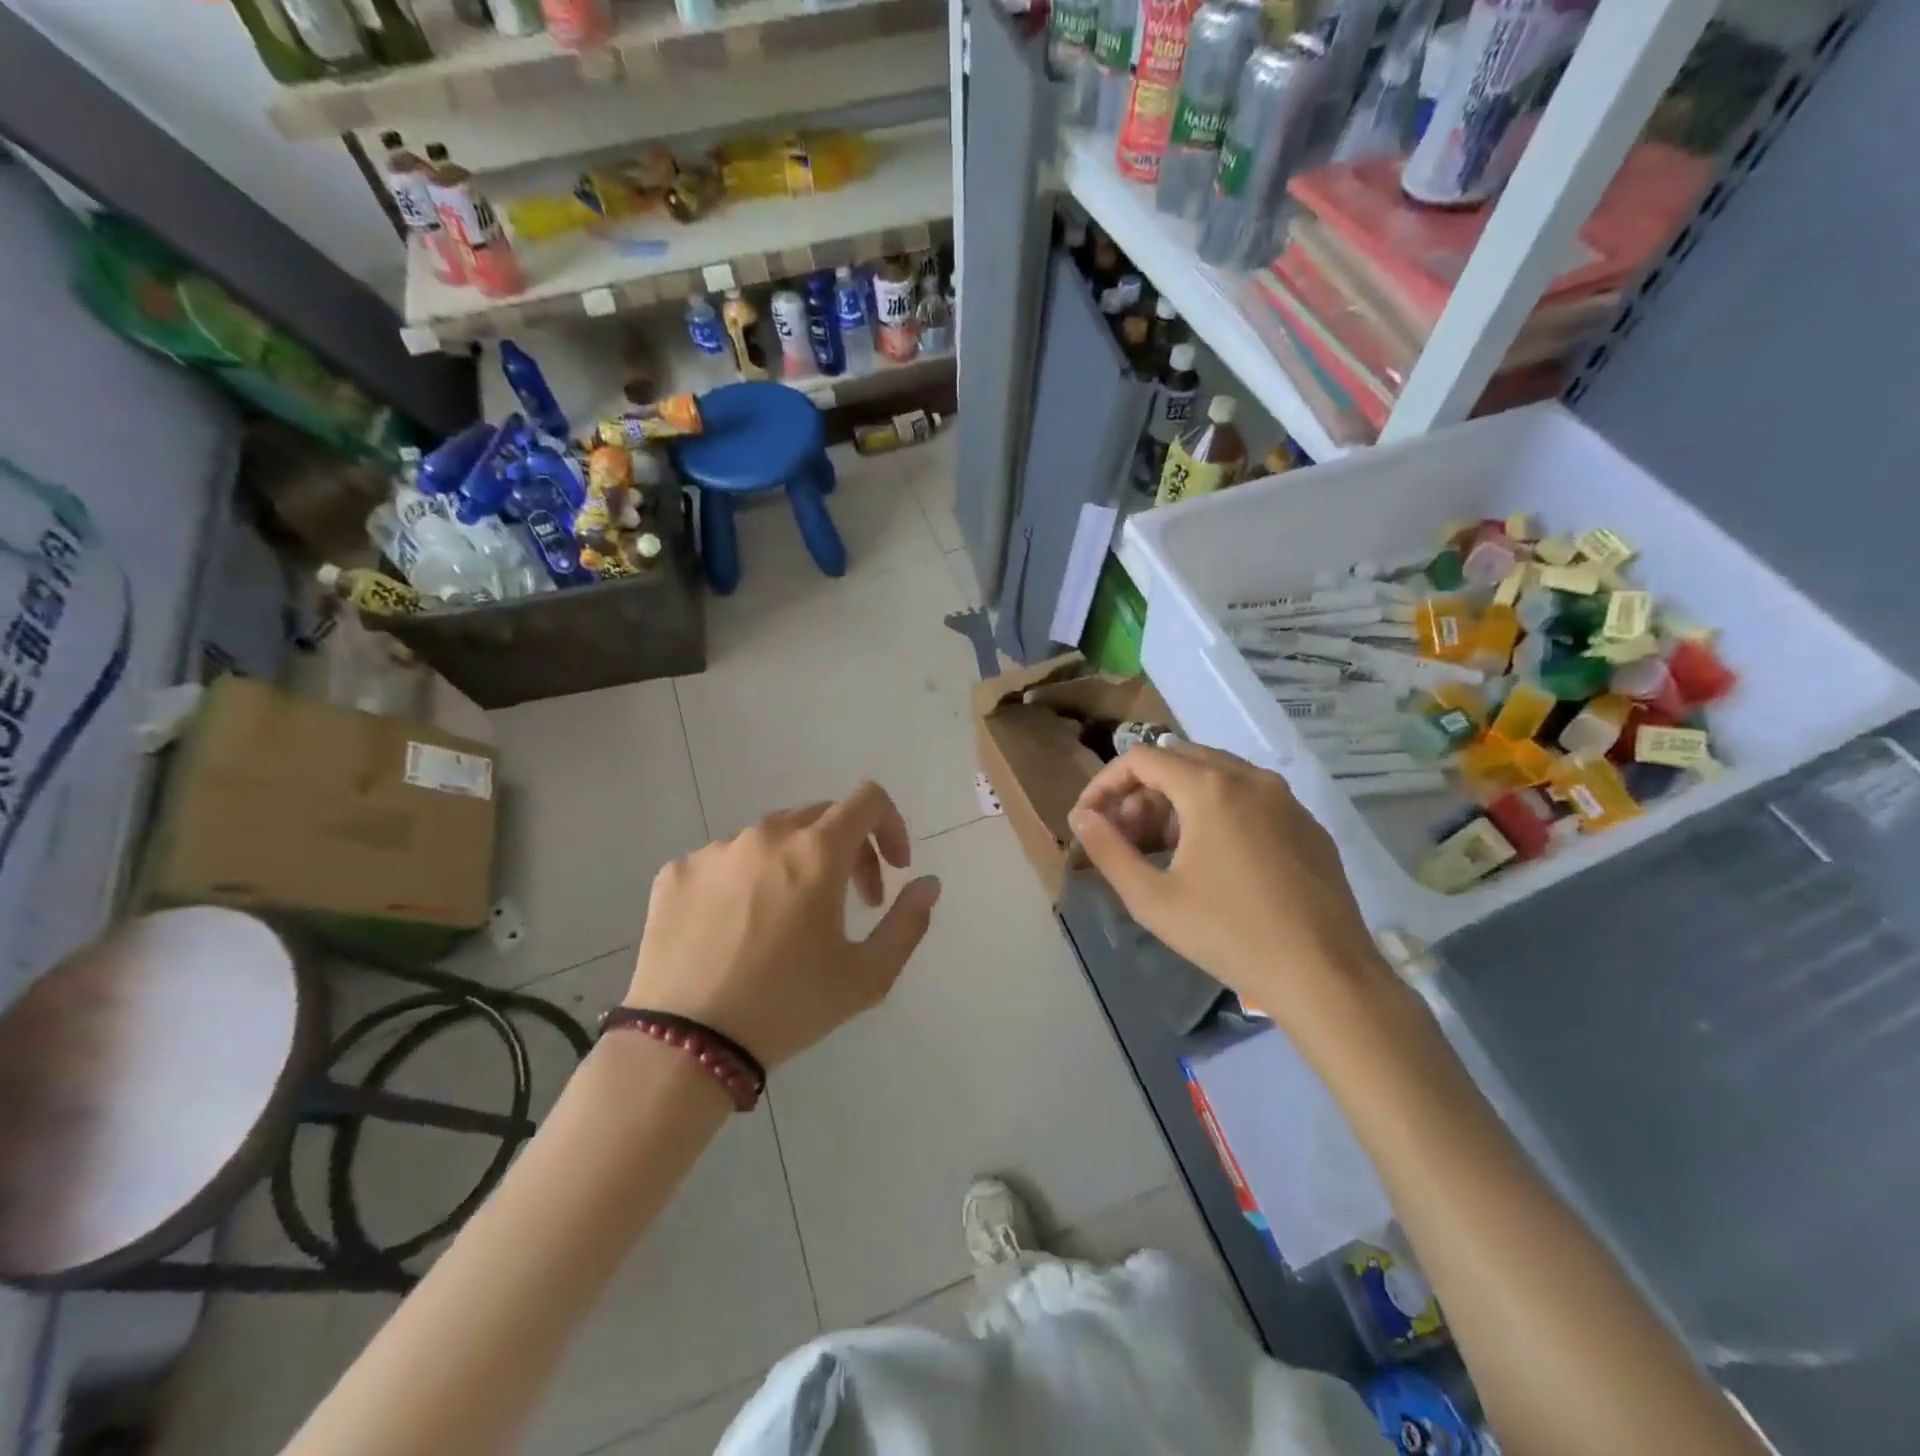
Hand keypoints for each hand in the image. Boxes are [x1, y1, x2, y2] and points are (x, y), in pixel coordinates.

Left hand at [625, 783, 941, 1068]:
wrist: (684, 1045)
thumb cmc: (787, 1007)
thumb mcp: (867, 976)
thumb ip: (908, 922)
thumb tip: (927, 884)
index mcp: (816, 851)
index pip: (868, 800)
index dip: (892, 826)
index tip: (893, 869)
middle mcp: (766, 835)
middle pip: (822, 818)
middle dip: (849, 852)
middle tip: (851, 903)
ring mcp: (715, 850)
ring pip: (771, 839)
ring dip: (795, 865)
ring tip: (787, 923)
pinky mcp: (676, 872)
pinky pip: (725, 861)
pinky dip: (745, 881)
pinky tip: (736, 931)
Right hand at [1068, 742, 1382, 1022]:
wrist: (1325, 976)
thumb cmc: (1229, 935)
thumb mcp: (1152, 899)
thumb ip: (1108, 850)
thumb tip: (1082, 817)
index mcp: (1210, 788)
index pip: (1141, 759)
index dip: (1105, 783)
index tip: (1089, 818)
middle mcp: (1250, 778)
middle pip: (1178, 760)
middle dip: (1141, 791)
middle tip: (1124, 835)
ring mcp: (1286, 799)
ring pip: (1216, 775)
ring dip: (1178, 800)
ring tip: (1163, 848)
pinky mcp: (1308, 824)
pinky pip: (1250, 797)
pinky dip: (1216, 810)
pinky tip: (1213, 859)